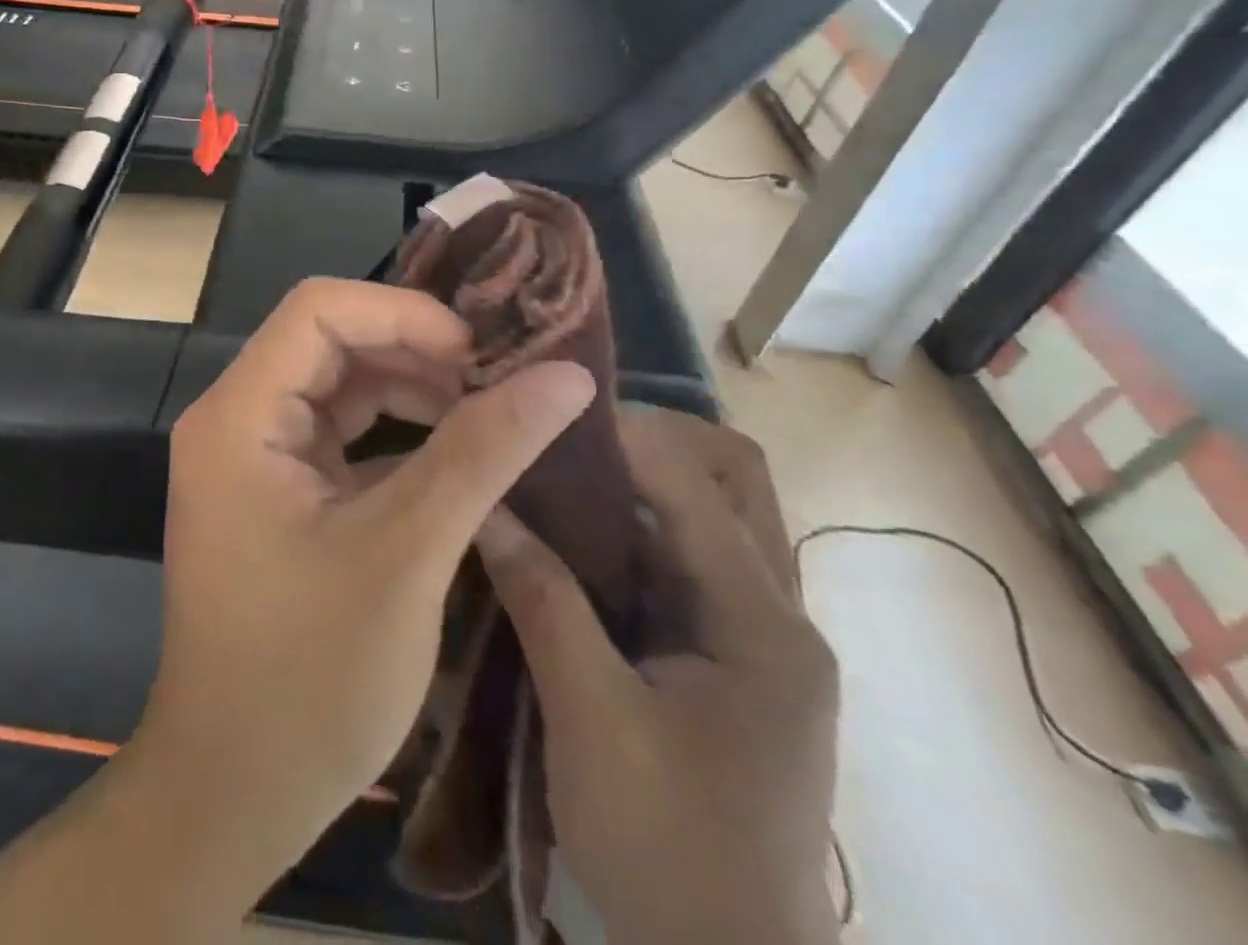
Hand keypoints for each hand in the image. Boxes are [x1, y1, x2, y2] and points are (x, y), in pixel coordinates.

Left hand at [134, 277, 596, 895]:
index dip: (403, 313)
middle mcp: (237, 419)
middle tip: (500, 379)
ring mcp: (254, 455)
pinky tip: (458, 454)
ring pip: (341, 385)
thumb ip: (482, 453)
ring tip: (491, 413)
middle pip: (330, 341)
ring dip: (414, 390)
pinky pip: (341, 433)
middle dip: (416, 350)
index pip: (318, 310)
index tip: (478, 353)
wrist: (233, 793)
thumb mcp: (405, 554)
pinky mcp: (276, 490)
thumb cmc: (308, 679)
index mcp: (240, 416)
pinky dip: (399, 433)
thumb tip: (566, 377)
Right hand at [476, 408, 839, 944]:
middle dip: (653, 440)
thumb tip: (487, 506)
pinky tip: (577, 535)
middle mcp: (779, 615)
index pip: (699, 486)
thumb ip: (543, 602)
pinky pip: (690, 558)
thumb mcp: (591, 722)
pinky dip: (638, 528)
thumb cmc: (667, 854)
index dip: (625, 436)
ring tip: (562, 470)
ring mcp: (760, 636)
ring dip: (644, 480)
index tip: (549, 412)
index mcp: (764, 627)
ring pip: (714, 512)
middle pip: (733, 479)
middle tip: (565, 436)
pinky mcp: (732, 656)